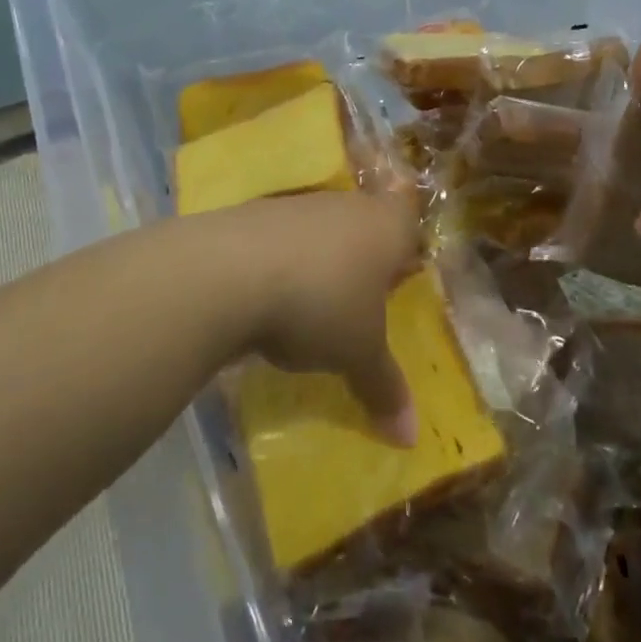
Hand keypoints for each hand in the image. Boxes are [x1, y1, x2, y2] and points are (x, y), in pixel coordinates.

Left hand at [197, 192, 422, 444]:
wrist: (230, 271)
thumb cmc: (321, 304)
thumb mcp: (358, 354)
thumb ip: (385, 387)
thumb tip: (410, 436)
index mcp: (387, 226)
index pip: (410, 225)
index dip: (406, 251)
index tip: (398, 284)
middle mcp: (347, 205)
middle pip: (364, 225)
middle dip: (362, 260)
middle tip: (359, 303)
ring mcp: (298, 205)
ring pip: (321, 231)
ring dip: (318, 262)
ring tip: (309, 308)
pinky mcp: (255, 213)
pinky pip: (281, 240)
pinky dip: (280, 264)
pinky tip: (267, 300)